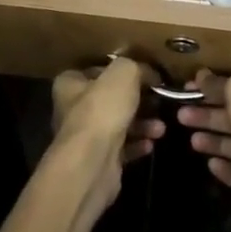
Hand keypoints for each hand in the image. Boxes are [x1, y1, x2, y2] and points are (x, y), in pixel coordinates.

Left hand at [49, 57, 164, 210]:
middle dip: (138, 99)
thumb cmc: (102, 110)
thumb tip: (150, 74)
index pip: (96, 69)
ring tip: (161, 127)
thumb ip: (137, 67)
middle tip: (159, 100)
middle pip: (111, 97)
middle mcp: (73, 109)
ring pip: (119, 123)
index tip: (144, 72)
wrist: (92, 164)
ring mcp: (85, 136)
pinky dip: (138, 144)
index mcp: (70, 84)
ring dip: (143, 124)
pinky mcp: (98, 160)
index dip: (120, 69)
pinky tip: (151, 143)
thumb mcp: (123, 73)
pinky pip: (123, 147)